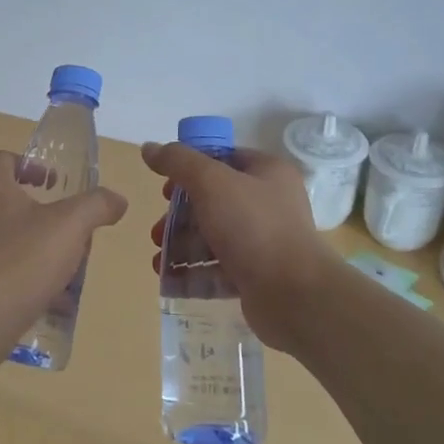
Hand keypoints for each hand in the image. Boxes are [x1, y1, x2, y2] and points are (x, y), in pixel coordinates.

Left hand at [0, 151, 128, 360]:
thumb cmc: (21, 260)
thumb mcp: (70, 227)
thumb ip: (96, 206)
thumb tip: (118, 199)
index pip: (4, 160)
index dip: (30, 166)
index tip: (52, 183)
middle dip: (30, 211)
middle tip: (58, 229)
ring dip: (20, 245)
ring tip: (50, 269)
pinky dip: (7, 276)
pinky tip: (34, 299)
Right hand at [142, 142, 338, 352]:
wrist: (295, 296)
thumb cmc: (253, 228)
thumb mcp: (211, 183)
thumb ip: (178, 161)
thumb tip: (148, 147)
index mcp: (267, 172)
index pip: (222, 158)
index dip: (189, 170)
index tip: (165, 190)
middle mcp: (269, 202)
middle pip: (212, 200)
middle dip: (179, 217)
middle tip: (157, 232)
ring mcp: (265, 240)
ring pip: (213, 235)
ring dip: (181, 246)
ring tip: (159, 261)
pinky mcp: (258, 274)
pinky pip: (219, 267)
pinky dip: (194, 271)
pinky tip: (171, 280)